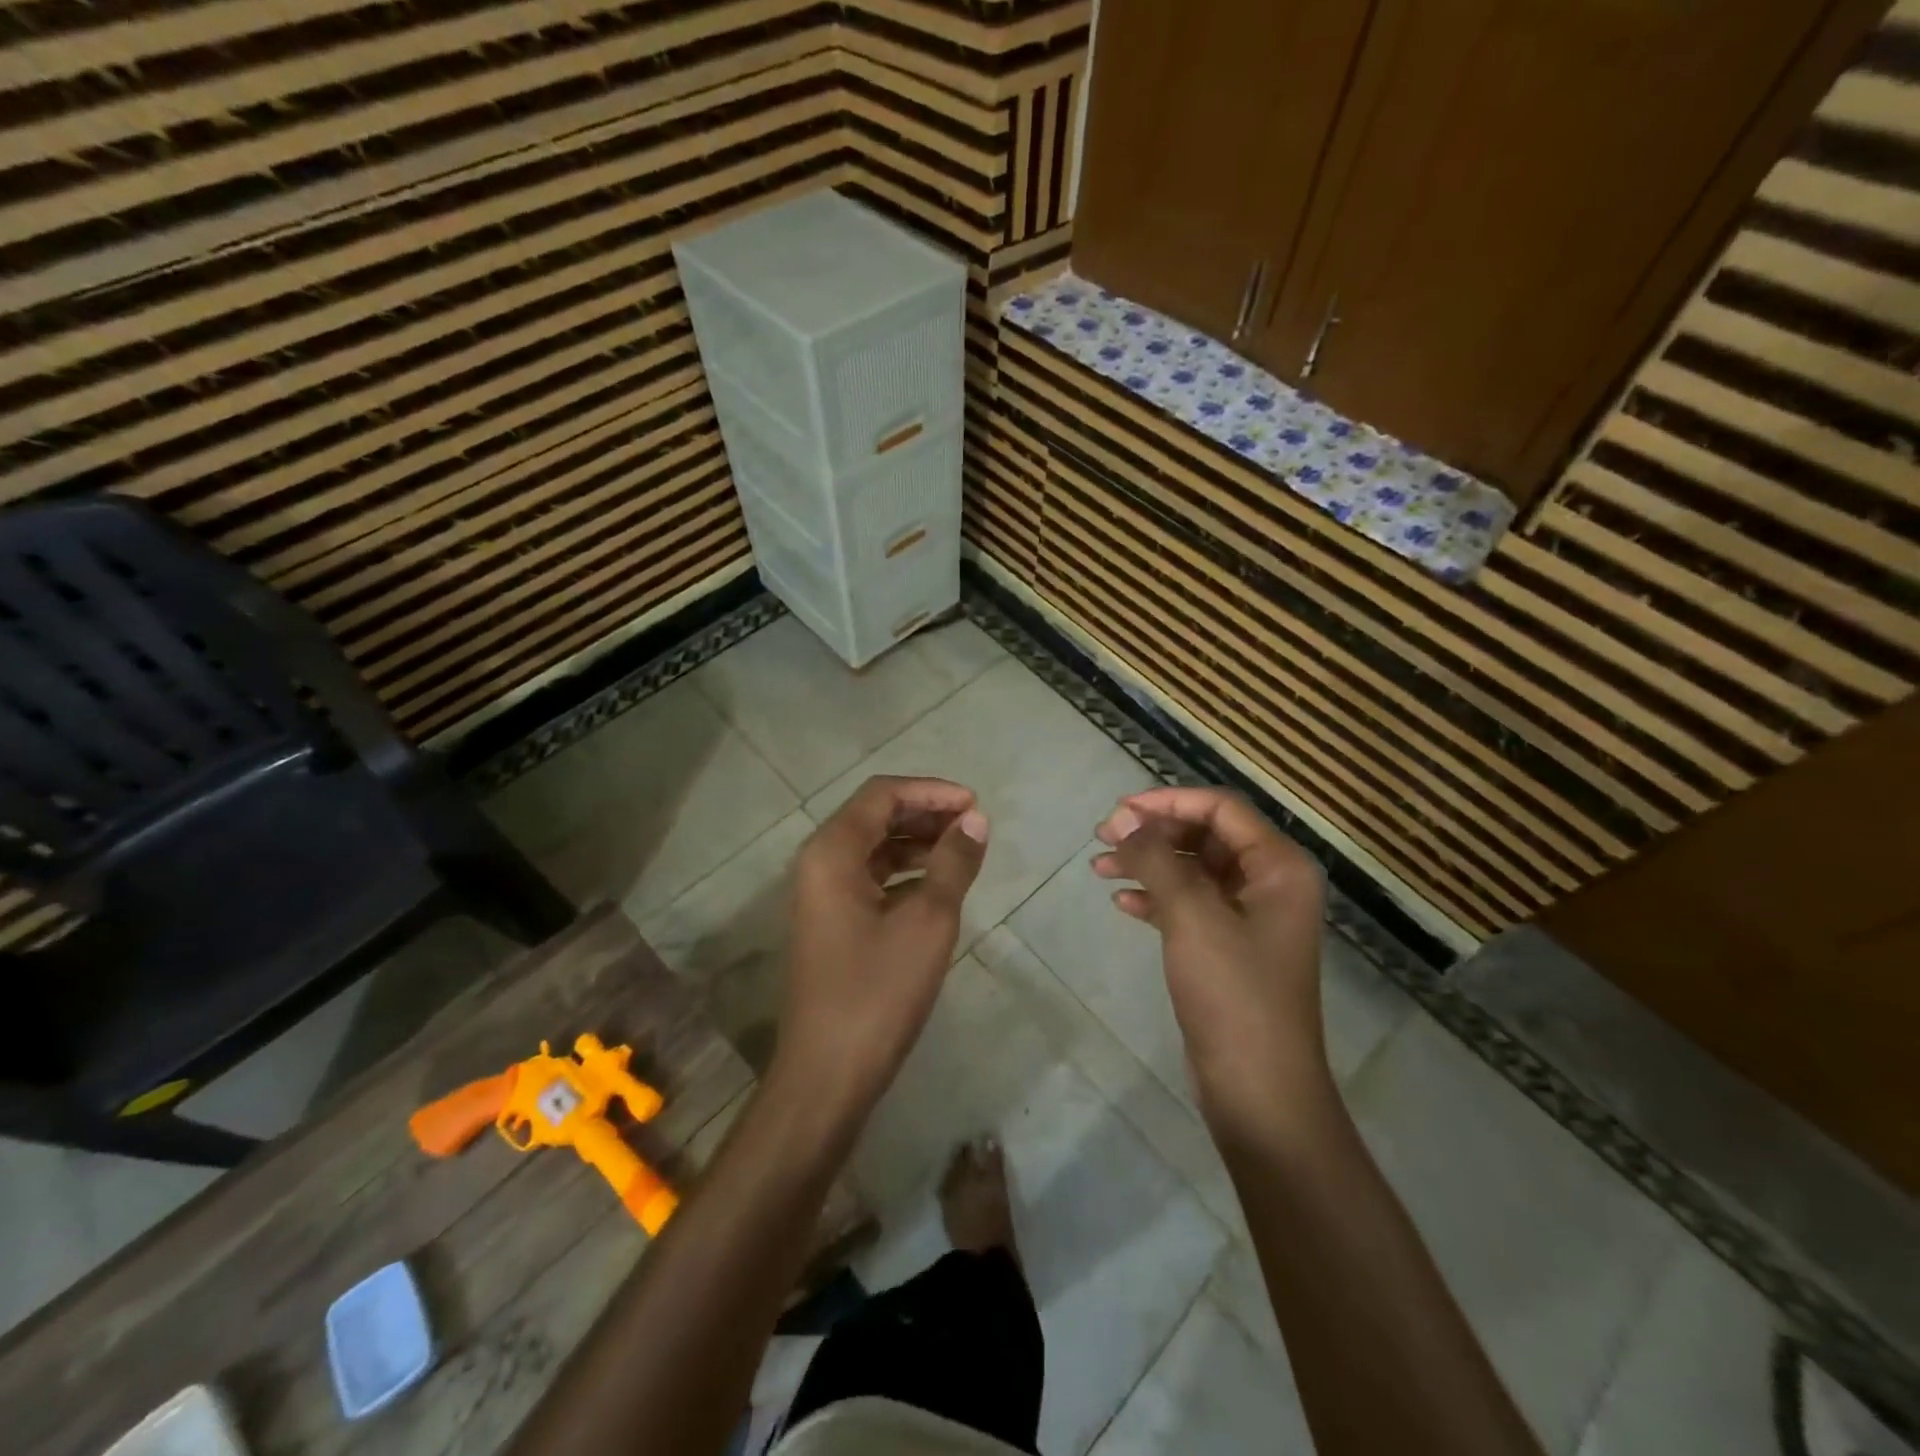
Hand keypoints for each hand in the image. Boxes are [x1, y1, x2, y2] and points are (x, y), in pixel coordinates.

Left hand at [774, 775, 988, 1115]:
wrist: (827, 1073)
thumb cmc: (878, 991)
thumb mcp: (928, 921)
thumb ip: (953, 863)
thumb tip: (975, 820)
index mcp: (832, 852)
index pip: (882, 795)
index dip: (931, 791)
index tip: (974, 805)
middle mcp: (818, 863)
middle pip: (874, 816)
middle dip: (925, 813)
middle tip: (972, 825)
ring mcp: (820, 895)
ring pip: (872, 848)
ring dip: (916, 842)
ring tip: (962, 851)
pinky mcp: (829, 923)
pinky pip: (869, 878)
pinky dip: (903, 873)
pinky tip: (936, 886)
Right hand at [1094, 787, 1329, 1126]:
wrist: (1258, 1089)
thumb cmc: (1233, 993)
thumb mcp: (1192, 915)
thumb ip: (1157, 859)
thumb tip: (1125, 821)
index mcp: (1279, 866)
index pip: (1220, 808)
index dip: (1167, 801)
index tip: (1119, 811)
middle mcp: (1269, 883)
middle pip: (1205, 835)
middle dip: (1154, 832)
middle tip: (1104, 836)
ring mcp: (1249, 917)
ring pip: (1192, 870)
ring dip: (1148, 863)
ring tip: (1100, 867)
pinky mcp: (1229, 948)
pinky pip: (1189, 904)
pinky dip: (1156, 897)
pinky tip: (1123, 902)